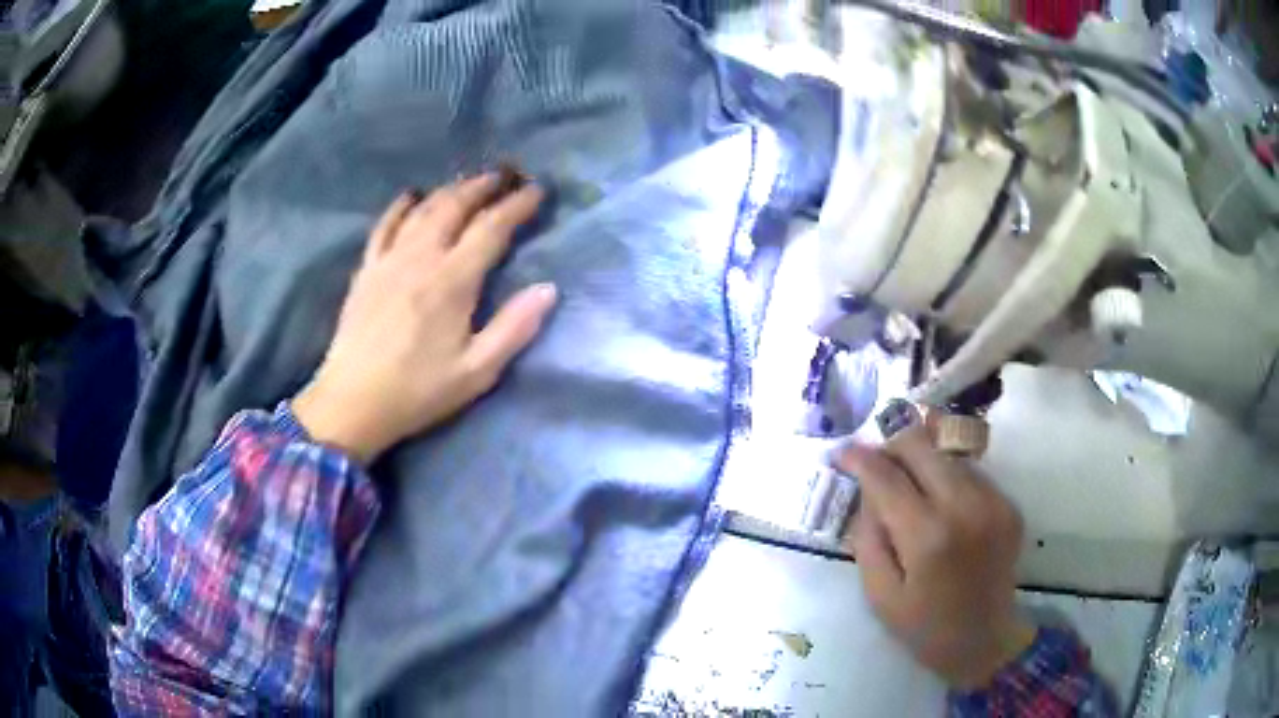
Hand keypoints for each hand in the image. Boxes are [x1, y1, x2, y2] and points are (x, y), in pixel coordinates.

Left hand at [293, 172, 557, 462]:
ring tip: (468, 183)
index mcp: (452, 281)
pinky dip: (401, 206)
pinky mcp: (366, 270)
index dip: (516, 205)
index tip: (536, 190)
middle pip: (455, 206)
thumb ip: (514, 329)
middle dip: (483, 187)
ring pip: (422, 210)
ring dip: (449, 190)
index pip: (491, 228)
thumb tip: (548, 289)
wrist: (353, 403)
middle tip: (505, 176)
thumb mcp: (476, 372)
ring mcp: (388, 260)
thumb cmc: (418, 391)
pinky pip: (384, 225)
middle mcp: (420, 258)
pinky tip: (411, 196)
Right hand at [835, 407, 1035, 689]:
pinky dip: (948, 480)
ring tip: (909, 489)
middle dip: (892, 446)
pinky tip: (941, 507)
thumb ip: (868, 537)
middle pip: (922, 446)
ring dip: (922, 462)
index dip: (860, 458)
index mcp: (928, 537)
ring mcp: (993, 501)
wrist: (985, 640)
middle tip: (876, 465)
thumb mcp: (879, 593)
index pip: (887, 477)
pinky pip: (970, 474)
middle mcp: (966, 507)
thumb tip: (867, 490)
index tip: (842, 452)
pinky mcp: (1008, 504)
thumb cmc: (924, 626)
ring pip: (947, 454)